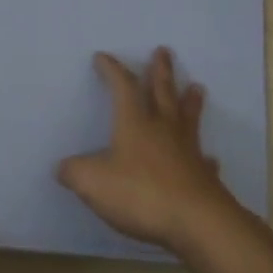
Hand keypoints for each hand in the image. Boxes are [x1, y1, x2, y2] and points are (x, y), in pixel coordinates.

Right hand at [57, 47, 241, 252]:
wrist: (196, 221)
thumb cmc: (140, 194)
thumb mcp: (93, 182)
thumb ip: (74, 172)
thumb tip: (63, 167)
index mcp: (135, 124)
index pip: (123, 87)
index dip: (113, 70)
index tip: (103, 56)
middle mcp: (164, 130)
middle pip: (163, 93)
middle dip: (161, 71)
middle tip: (164, 51)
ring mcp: (187, 152)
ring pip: (189, 119)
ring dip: (191, 102)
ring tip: (197, 88)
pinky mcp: (203, 177)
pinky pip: (204, 161)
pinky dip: (204, 157)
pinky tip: (209, 158)